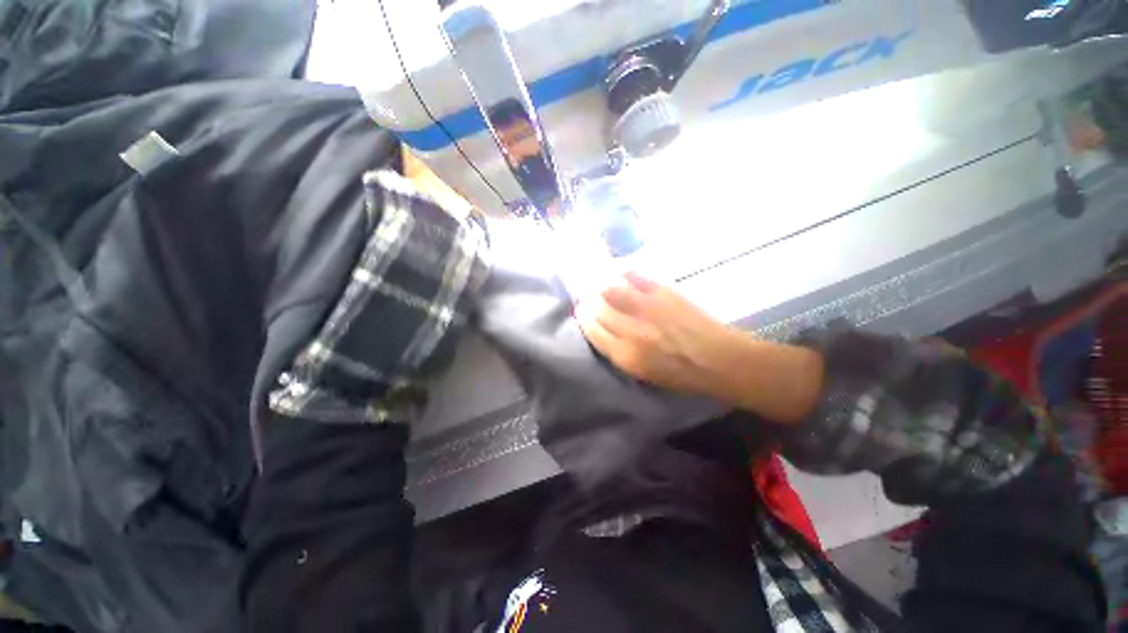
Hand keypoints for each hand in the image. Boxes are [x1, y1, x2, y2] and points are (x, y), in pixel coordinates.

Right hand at [575, 272, 743, 398]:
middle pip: (598, 310)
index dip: (584, 319)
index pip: (593, 331)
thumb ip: (619, 352)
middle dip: (590, 303)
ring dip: (603, 288)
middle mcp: (631, 331)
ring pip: (610, 291)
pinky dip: (623, 274)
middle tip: (592, 299)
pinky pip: (633, 277)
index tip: (582, 312)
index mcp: (625, 356)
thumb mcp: (643, 373)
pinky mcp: (662, 292)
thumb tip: (603, 331)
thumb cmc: (681, 374)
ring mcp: (646, 308)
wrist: (718, 360)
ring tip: (605, 287)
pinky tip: (622, 275)